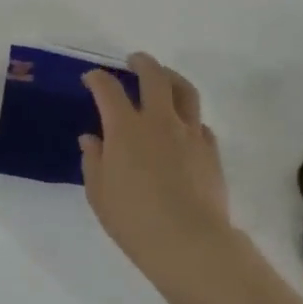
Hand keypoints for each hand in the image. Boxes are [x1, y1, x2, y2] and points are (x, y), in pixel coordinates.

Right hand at [80, 53, 259, 301]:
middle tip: (134, 61)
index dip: (97, 79)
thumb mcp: (99, 193)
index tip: (91, 79)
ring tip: (165, 78)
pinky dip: (189, 118)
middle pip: (153, 77)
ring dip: (172, 78)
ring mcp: (189, 133)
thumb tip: (92, 139)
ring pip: (185, 91)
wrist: (189, 242)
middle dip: (141, 63)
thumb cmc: (134, 220)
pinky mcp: (211, 150)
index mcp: (125, 128)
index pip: (108, 90)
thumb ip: (94, 161)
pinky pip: (200, 123)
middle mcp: (158, 121)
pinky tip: (183, 127)